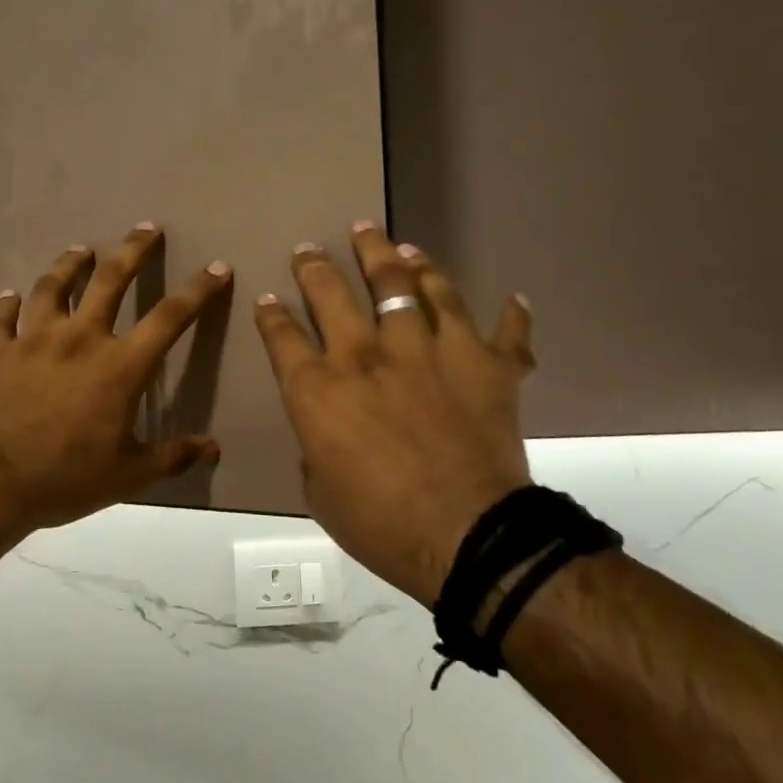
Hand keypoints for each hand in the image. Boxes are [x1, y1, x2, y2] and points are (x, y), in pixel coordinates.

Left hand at [0, 224, 229, 533]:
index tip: (216, 268)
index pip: (169, 318)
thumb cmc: (64, 479)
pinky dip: (5, 306)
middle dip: (132, 251)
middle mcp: (76, 339)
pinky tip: (8, 298)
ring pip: (50, 287)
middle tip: (145, 228)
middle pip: (110, 281)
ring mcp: (29, 341)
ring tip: (79, 251)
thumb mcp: (128, 476)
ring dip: (67, 266)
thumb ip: (171, 457)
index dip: (198, 291)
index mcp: (118, 366)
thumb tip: (212, 448)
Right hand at [253, 224, 535, 606]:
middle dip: (316, 266)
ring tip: (392, 245)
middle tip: (310, 248)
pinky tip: (513, 298)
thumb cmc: (381, 524)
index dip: (271, 313)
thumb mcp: (321, 494)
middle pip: (335, 293)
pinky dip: (512, 316)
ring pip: (413, 286)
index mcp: (320, 389)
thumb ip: (318, 450)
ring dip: (397, 260)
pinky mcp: (487, 366)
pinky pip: (504, 331)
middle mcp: (370, 355)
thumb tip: (327, 436)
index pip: (283, 336)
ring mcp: (432, 352)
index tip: (268, 297)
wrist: (469, 538)